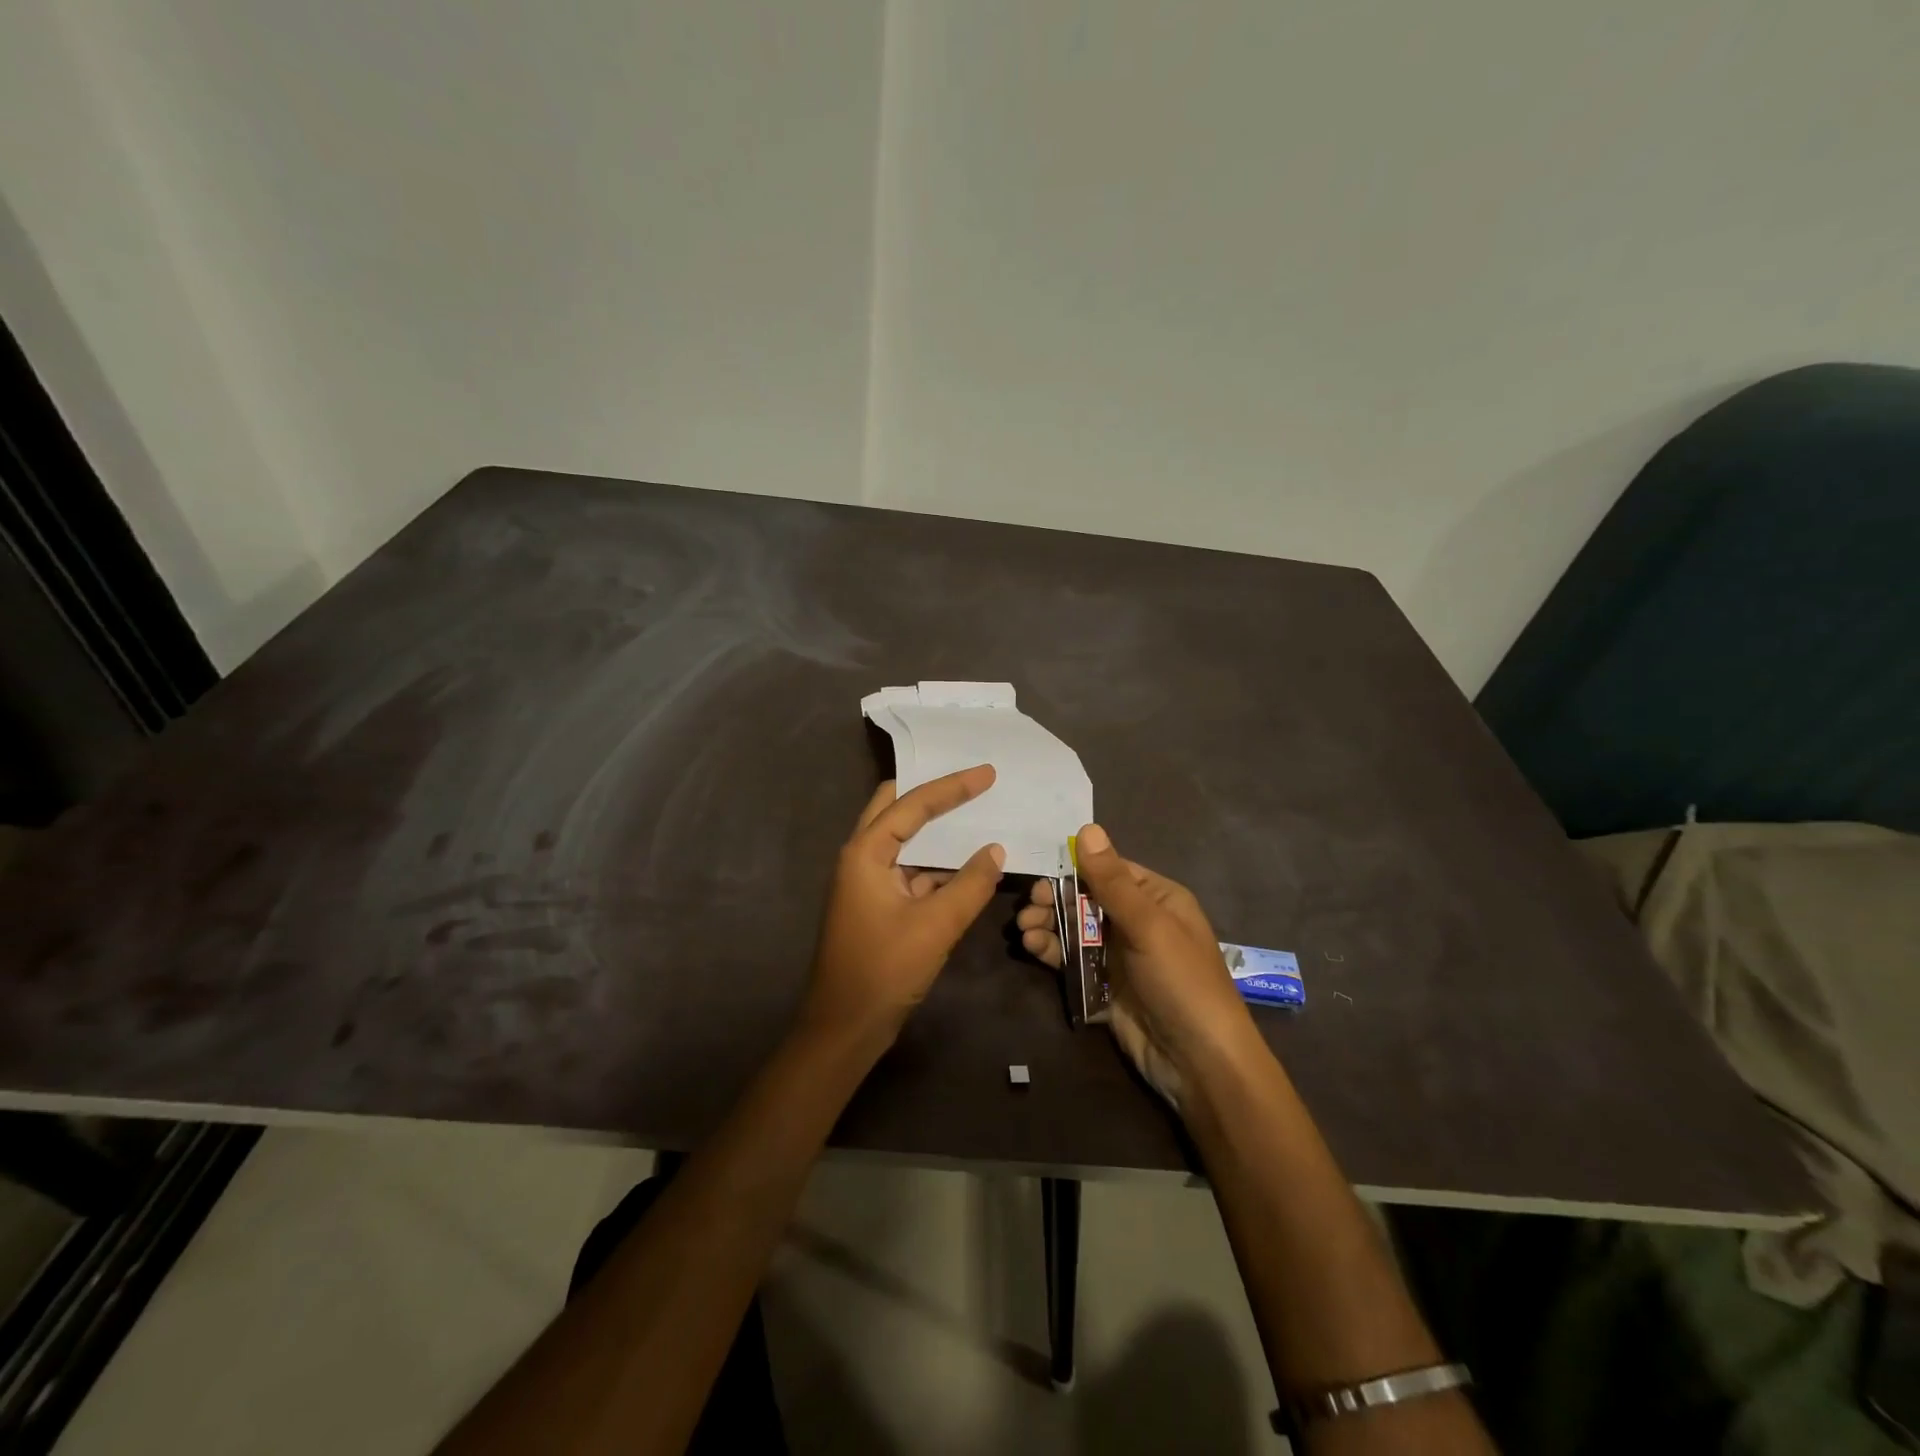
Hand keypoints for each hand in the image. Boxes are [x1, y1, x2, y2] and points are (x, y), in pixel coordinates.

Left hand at [804, 765, 1006, 1049]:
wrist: (844, 1029)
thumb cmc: (884, 971)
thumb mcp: (936, 927)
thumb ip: (970, 885)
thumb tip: (996, 851)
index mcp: (865, 853)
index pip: (912, 805)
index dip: (952, 786)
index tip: (987, 773)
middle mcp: (862, 858)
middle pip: (896, 809)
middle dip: (933, 793)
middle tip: (972, 782)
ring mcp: (868, 882)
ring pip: (905, 841)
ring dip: (938, 831)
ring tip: (978, 814)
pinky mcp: (878, 904)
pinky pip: (911, 871)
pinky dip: (938, 864)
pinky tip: (969, 864)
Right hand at [1017, 824, 1256, 1108]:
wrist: (1200, 1064)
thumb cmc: (1181, 982)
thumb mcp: (1149, 925)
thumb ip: (1112, 880)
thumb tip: (1087, 827)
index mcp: (1157, 899)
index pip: (1109, 871)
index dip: (1075, 869)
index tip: (1040, 874)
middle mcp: (1138, 922)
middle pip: (1087, 900)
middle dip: (1055, 900)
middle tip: (1028, 907)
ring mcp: (1120, 956)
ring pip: (1075, 930)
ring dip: (1048, 926)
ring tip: (1023, 930)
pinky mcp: (1104, 987)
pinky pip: (1072, 961)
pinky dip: (1051, 952)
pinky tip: (1031, 948)